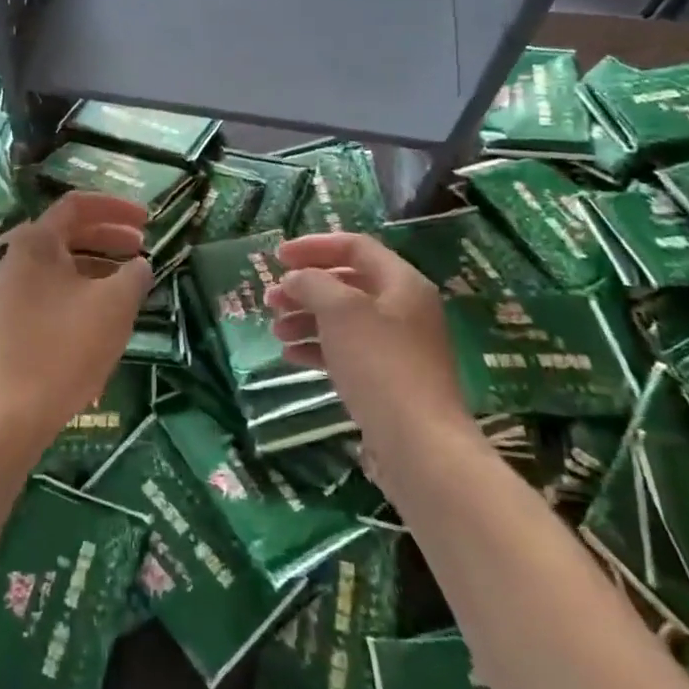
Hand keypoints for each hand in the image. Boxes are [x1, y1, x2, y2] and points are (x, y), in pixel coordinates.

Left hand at [0, 192, 153, 452]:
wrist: (9, 413)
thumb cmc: (65, 348)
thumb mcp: (114, 306)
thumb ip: (134, 275)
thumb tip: (139, 265)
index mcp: (36, 242)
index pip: (77, 205)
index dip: (116, 207)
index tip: (148, 220)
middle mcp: (16, 259)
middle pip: (68, 233)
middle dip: (109, 236)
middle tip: (143, 249)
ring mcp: (9, 292)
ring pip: (60, 265)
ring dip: (97, 266)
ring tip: (130, 284)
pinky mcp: (10, 322)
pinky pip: (50, 291)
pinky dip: (80, 290)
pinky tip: (102, 315)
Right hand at [263, 232, 474, 459]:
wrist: (418, 442)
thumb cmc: (379, 363)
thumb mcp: (340, 311)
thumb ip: (313, 283)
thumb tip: (295, 279)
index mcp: (401, 283)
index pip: (355, 246)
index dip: (313, 246)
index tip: (277, 256)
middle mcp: (403, 308)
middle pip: (347, 283)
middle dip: (304, 287)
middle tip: (270, 298)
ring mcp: (398, 346)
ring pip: (343, 319)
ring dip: (306, 319)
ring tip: (276, 331)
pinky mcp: (388, 378)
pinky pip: (347, 351)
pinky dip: (318, 347)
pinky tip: (291, 356)